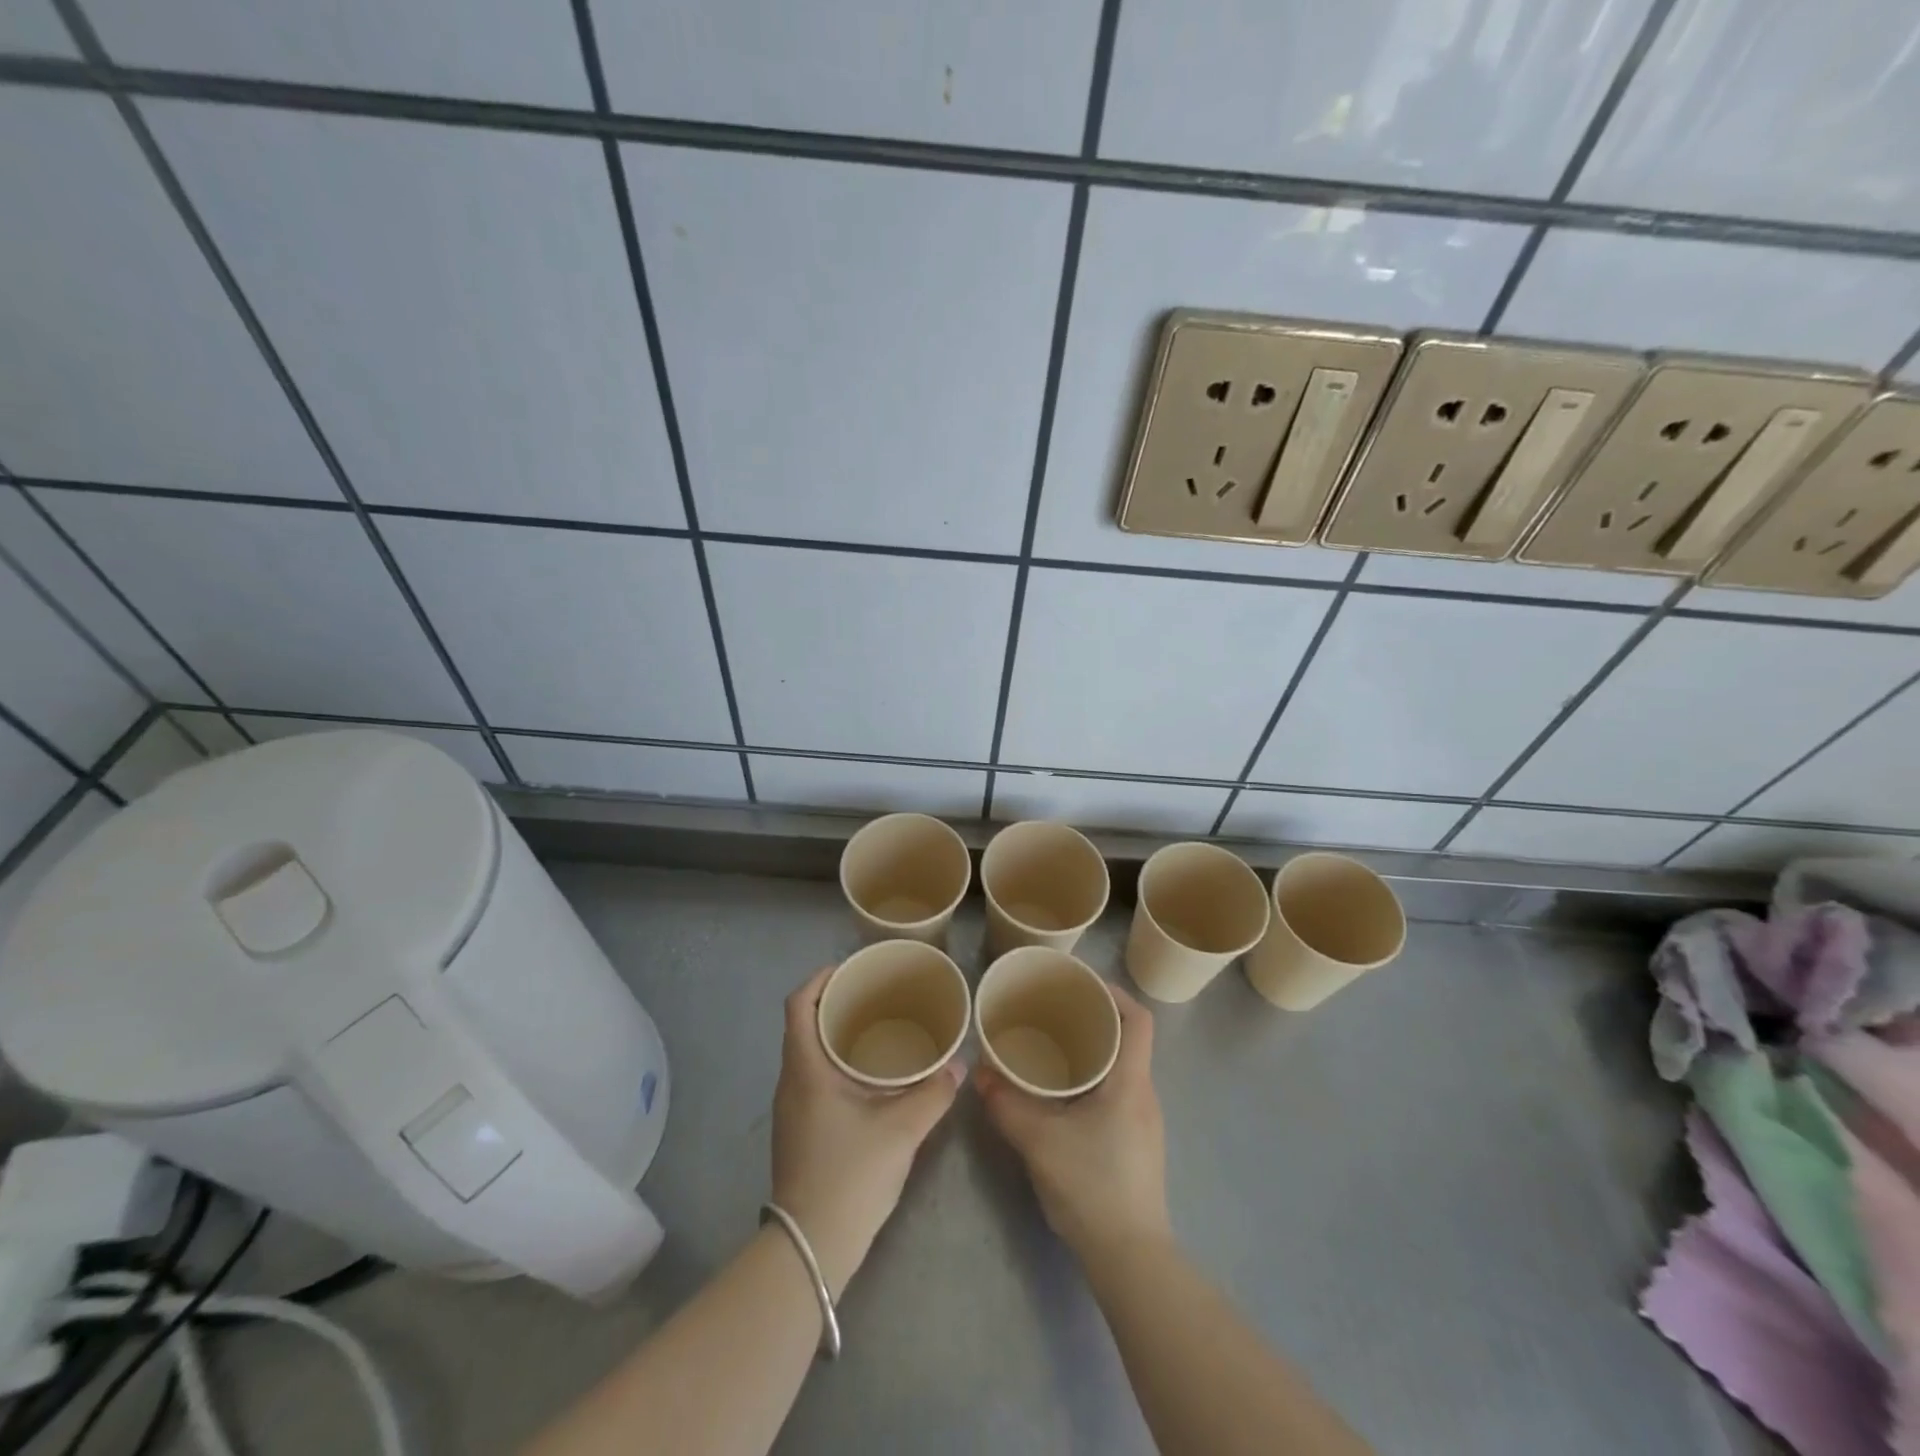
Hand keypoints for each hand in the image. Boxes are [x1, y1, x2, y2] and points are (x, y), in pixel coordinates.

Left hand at [769, 966, 962, 1299]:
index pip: (798, 1006)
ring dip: (833, 1035)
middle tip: (873, 995)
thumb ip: (933, 1094)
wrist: (811, 1247)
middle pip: (802, 1025)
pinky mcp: (797, 1131)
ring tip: (874, 1028)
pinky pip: (811, 1078)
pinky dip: (834, 1062)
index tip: (849, 969)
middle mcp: (790, 1082)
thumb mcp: (901, 1131)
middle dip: (833, 1004)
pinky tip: (866, 1076)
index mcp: (805, 1069)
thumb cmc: (850, 1175)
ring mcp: (790, 1109)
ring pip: (807, 1054)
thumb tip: (959, 1066)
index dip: (819, 980)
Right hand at [974, 987, 1170, 1266]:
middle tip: (1054, 1011)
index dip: (1114, 993)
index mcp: (1130, 1081)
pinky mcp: (1135, 1143)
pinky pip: (1116, 1092)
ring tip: (1051, 1045)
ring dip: (1092, 1050)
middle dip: (1093, 1018)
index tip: (1080, 985)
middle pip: (1127, 1039)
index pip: (1138, 1019)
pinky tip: (1062, 1093)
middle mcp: (1143, 1094)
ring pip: (1120, 1067)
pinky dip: (1092, 1079)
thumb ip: (1007, 1103)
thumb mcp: (1040, 1141)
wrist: (1130, 1258)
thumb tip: (980, 1073)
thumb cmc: (1092, 1186)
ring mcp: (1143, 1121)